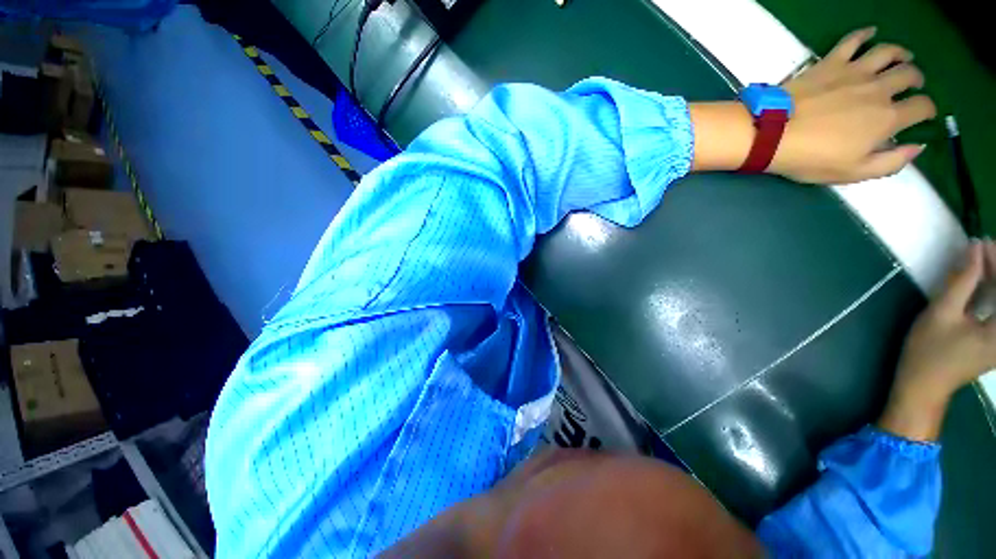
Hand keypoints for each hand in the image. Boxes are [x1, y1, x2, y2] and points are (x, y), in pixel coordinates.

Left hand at [771, 27, 936, 183]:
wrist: (772, 135)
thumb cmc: (811, 158)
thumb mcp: (854, 172)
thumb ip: (891, 162)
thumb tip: (917, 147)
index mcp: (887, 118)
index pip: (922, 107)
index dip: (927, 111)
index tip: (924, 114)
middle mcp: (878, 89)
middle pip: (909, 75)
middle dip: (917, 80)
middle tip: (913, 85)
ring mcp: (854, 71)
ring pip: (888, 52)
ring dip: (900, 53)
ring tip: (903, 58)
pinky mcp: (830, 62)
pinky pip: (852, 40)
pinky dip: (865, 33)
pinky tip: (871, 32)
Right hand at [879, 240, 995, 440]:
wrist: (923, 386)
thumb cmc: (929, 352)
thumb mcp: (941, 314)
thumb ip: (961, 281)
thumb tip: (975, 249)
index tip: (984, 242)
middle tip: (982, 248)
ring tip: (982, 259)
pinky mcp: (995, 339)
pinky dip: (993, 292)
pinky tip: (983, 281)